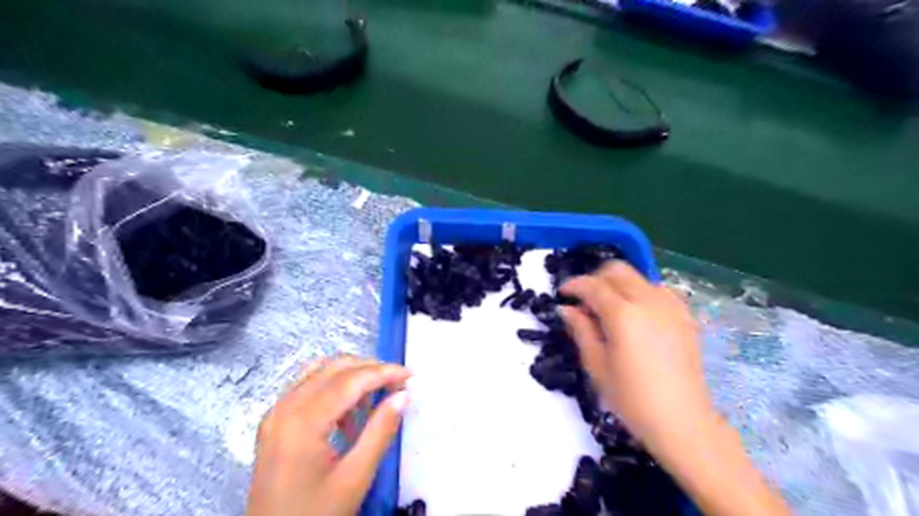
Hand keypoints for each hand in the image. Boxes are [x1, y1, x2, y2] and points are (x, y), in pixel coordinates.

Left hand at [248, 357, 412, 514]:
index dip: (383, 372)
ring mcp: (276, 413)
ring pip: (320, 372)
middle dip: (370, 369)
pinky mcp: (274, 421)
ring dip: (352, 376)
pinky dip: (334, 388)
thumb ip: (380, 432)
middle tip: (398, 384)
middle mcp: (285, 407)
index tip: (410, 375)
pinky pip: (308, 387)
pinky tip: (350, 413)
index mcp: (303, 421)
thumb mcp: (354, 477)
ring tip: (378, 395)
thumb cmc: (314, 514)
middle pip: (334, 368)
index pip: (350, 380)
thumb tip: (403, 396)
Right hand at [556, 261, 713, 455]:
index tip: (562, 294)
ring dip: (618, 283)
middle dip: (596, 277)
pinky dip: (640, 292)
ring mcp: (670, 306)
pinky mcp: (685, 316)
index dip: (574, 285)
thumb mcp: (596, 365)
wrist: (682, 421)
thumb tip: (566, 308)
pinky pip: (658, 290)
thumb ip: (580, 329)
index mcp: (623, 314)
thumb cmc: (631, 398)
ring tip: (609, 307)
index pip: (593, 285)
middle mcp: (648, 300)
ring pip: (638, 277)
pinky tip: (635, 314)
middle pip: (617, 270)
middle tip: (584, 298)